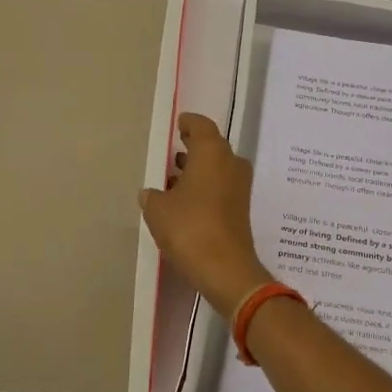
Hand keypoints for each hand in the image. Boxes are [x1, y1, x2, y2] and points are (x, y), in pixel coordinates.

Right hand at [139, 114, 274, 315]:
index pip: (201, 126)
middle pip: (212, 146)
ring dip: (198, 170)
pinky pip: (221, 186)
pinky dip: (205, 187)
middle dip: (193, 148)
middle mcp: (230, 163)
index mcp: (212, 153)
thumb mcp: (158, 210)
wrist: (225, 268)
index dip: (189, 123)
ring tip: (173, 178)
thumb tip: (151, 193)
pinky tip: (185, 201)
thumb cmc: (189, 228)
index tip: (178, 124)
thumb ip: (152, 196)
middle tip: (173, 151)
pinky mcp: (241, 208)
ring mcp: (239, 187)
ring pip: (217, 168)